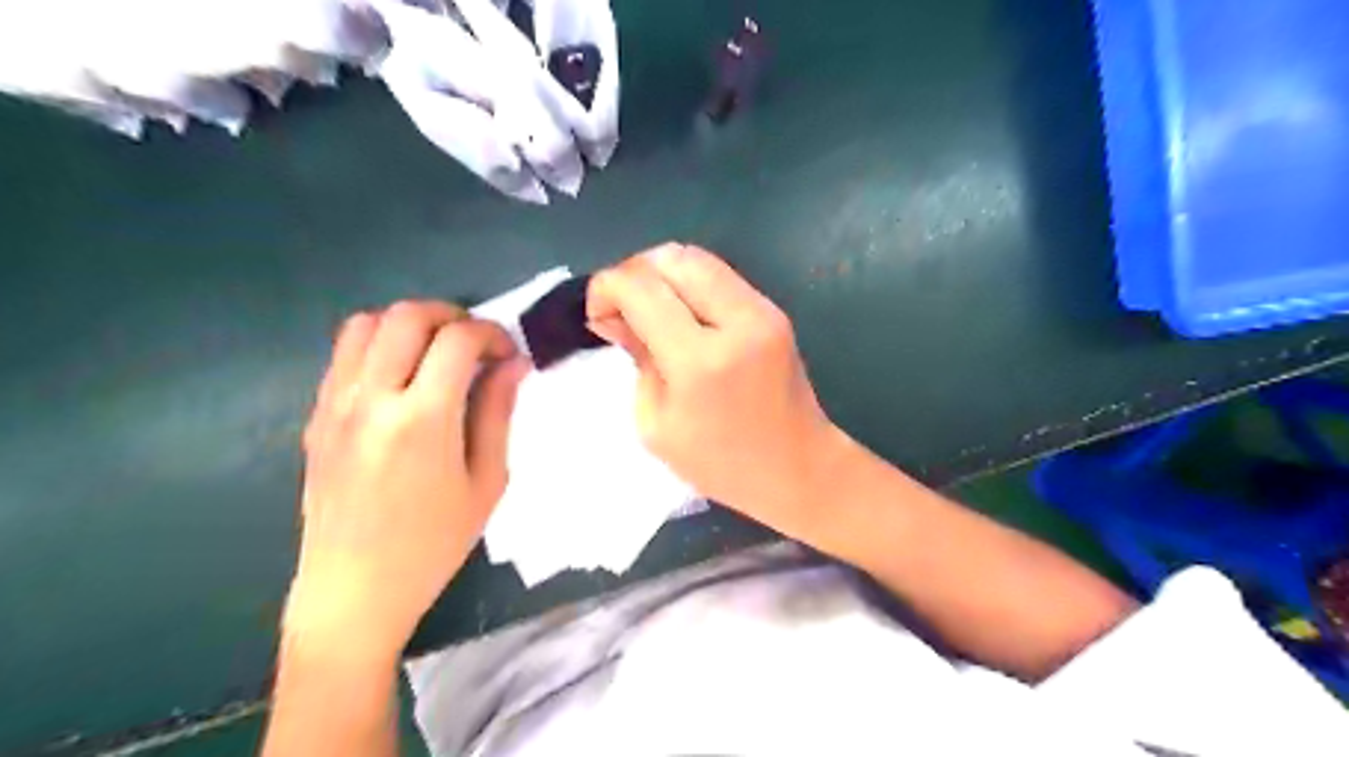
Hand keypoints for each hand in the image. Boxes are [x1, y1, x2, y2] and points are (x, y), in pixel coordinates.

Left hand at [281, 301, 524, 661]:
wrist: (352, 591)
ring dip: (408, 325)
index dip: (492, 334)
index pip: (458, 339)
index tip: (508, 354)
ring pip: (365, 323)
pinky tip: (401, 378)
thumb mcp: (486, 482)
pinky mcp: (316, 416)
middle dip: (451, 315)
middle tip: (475, 344)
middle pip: (407, 316)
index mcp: (422, 419)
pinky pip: (343, 355)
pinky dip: (377, 345)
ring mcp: (335, 405)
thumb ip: (498, 413)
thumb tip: (513, 364)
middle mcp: (372, 399)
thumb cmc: (433, 544)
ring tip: (435, 353)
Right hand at [590, 245, 839, 540]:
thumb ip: (636, 357)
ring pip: (697, 258)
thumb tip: (616, 315)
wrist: (797, 467)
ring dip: (662, 275)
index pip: (640, 288)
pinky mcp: (773, 310)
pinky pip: (719, 276)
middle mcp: (736, 321)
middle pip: (671, 258)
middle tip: (622, 310)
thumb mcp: (656, 424)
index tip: (597, 315)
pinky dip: (689, 284)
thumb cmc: (720, 463)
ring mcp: (761, 311)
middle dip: (633, 273)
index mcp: (700, 361)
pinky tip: (680, 316)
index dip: (605, 288)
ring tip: (650, 311)